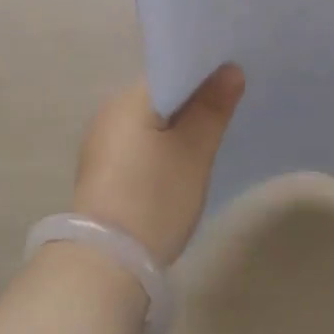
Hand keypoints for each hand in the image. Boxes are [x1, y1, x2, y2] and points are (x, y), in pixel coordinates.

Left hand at [70, 66, 244, 265]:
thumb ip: (212, 108)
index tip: (232, 77)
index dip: (203, 71)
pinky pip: (138, 143)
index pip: (170, 68)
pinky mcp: (102, 171)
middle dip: (192, 99)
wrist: (106, 265)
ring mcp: (101, 143)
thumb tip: (230, 69)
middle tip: (229, 105)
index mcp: (128, 98)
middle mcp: (109, 111)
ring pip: (149, 120)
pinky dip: (161, 145)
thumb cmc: (154, 198)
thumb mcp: (194, 151)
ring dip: (176, 124)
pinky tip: (181, 161)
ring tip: (210, 132)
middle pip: (160, 94)